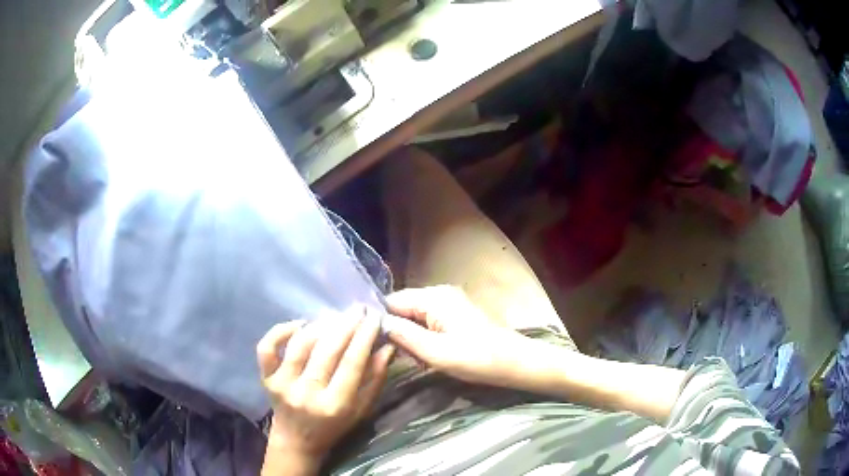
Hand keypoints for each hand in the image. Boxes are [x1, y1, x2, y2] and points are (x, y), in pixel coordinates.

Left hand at [256, 307, 394, 470]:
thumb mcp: (361, 410)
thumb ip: (375, 380)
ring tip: (335, 315)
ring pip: (300, 345)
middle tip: (358, 308)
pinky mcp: (266, 378)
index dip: (364, 338)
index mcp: (335, 405)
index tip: (374, 317)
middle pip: (327, 351)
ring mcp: (282, 385)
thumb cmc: (334, 427)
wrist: (296, 440)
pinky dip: (280, 330)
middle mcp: (306, 394)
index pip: (352, 364)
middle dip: (345, 325)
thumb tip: (387, 347)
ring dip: (320, 325)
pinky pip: (267, 348)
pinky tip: (299, 324)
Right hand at [383, 286, 555, 387]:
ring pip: (416, 317)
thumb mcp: (435, 352)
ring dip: (413, 339)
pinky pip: (430, 322)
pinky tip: (431, 357)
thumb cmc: (475, 358)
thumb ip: (404, 335)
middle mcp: (440, 294)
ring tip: (420, 361)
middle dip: (400, 333)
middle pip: (404, 308)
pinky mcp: (457, 314)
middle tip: (405, 358)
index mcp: (434, 298)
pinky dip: (425, 338)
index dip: (382, 322)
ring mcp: (450, 303)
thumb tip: (378, 322)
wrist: (513, 362)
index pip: (393, 301)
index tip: (378, 345)